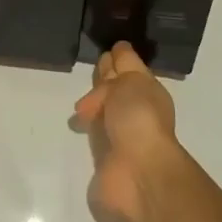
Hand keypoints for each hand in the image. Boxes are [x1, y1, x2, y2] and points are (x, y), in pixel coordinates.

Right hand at [74, 41, 185, 221]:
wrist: (136, 173)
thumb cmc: (138, 117)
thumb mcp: (132, 79)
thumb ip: (123, 65)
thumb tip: (116, 52)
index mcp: (147, 92)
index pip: (128, 68)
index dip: (117, 58)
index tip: (103, 48)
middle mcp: (135, 112)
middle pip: (116, 90)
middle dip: (104, 79)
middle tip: (90, 67)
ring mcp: (119, 136)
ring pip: (103, 111)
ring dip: (93, 104)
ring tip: (79, 100)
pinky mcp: (104, 158)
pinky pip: (93, 135)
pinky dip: (85, 127)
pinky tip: (75, 121)